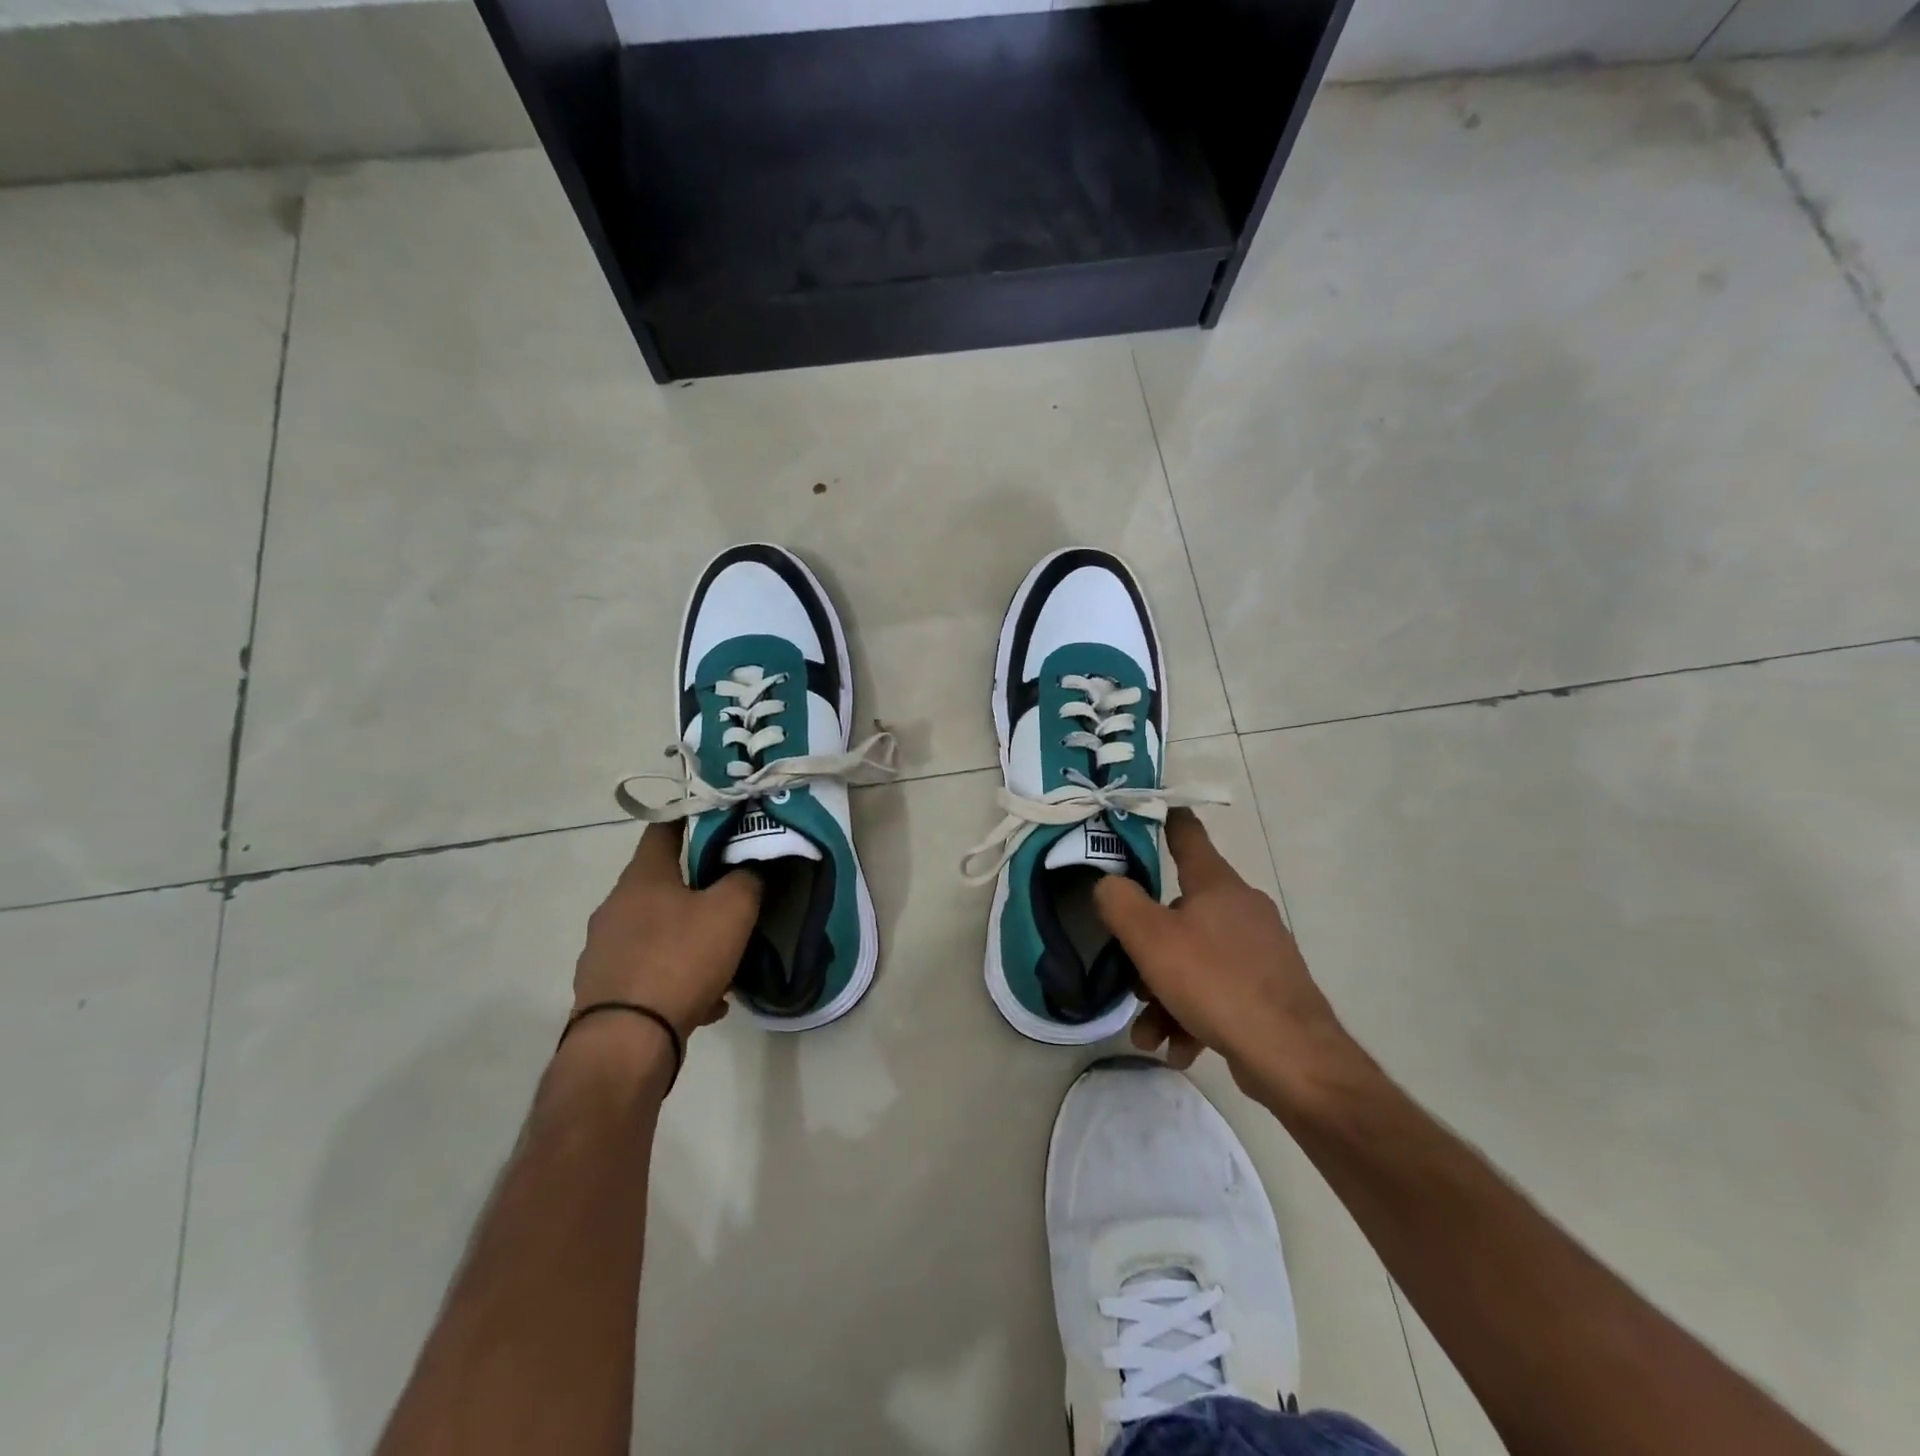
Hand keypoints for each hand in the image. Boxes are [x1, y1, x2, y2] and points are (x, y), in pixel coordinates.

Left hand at [574, 823, 762, 1038]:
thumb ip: (746, 880)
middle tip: (731, 899)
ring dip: (687, 938)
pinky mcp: (603, 989)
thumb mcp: (731, 912)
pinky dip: (676, 977)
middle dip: (696, 889)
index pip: (663, 829)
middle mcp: (615, 907)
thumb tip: (749, 868)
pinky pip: (649, 971)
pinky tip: (706, 1000)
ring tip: (723, 960)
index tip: (718, 820)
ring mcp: (604, 950)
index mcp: (642, 878)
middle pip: (660, 884)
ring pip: (657, 931)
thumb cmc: (679, 960)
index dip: (691, 819)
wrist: (626, 1042)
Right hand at [1094, 809, 1352, 1100]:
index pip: (1188, 835)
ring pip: (1196, 961)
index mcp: (1216, 884)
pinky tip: (1179, 1049)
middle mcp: (1241, 908)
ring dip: (1165, 997)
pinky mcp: (1269, 990)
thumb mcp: (1151, 939)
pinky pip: (1218, 993)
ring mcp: (1259, 951)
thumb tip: (1108, 882)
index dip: (1167, 820)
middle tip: (1132, 981)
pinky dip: (1193, 1017)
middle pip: (1180, 913)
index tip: (1153, 810)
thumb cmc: (1215, 982)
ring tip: (1150, 1035)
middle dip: (1149, 951)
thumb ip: (1120, 902)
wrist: (1292, 1056)